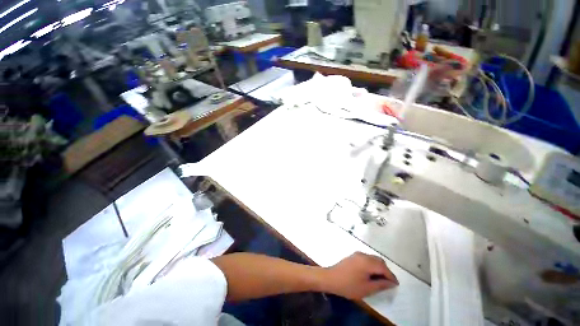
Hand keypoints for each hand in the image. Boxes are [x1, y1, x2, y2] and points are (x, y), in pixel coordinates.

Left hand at [320, 252, 398, 299]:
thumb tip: (391, 283)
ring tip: (379, 280)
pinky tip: (370, 275)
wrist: (331, 278)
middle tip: (387, 283)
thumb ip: (381, 284)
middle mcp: (363, 255)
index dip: (391, 276)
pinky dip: (372, 266)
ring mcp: (357, 254)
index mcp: (367, 262)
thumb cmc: (349, 285)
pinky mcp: (353, 256)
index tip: (396, 285)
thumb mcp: (367, 288)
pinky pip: (367, 259)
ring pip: (373, 259)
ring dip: (379, 268)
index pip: (384, 267)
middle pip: (379, 261)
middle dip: (385, 271)